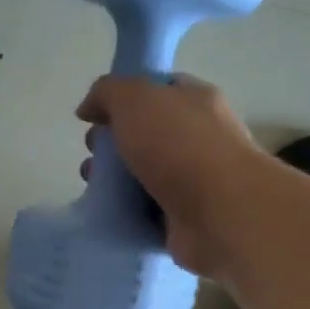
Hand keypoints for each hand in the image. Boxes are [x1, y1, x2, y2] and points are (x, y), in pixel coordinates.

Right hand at [76, 73, 265, 277]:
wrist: (221, 213)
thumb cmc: (180, 146)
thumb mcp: (135, 99)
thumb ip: (107, 93)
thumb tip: (88, 108)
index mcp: (194, 101)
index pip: (156, 90)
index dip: (123, 99)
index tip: (96, 117)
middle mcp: (198, 137)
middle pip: (144, 135)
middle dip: (110, 145)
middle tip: (92, 157)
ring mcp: (194, 181)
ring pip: (142, 176)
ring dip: (113, 182)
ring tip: (94, 189)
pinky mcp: (185, 218)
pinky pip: (146, 212)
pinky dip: (126, 213)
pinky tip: (109, 214)